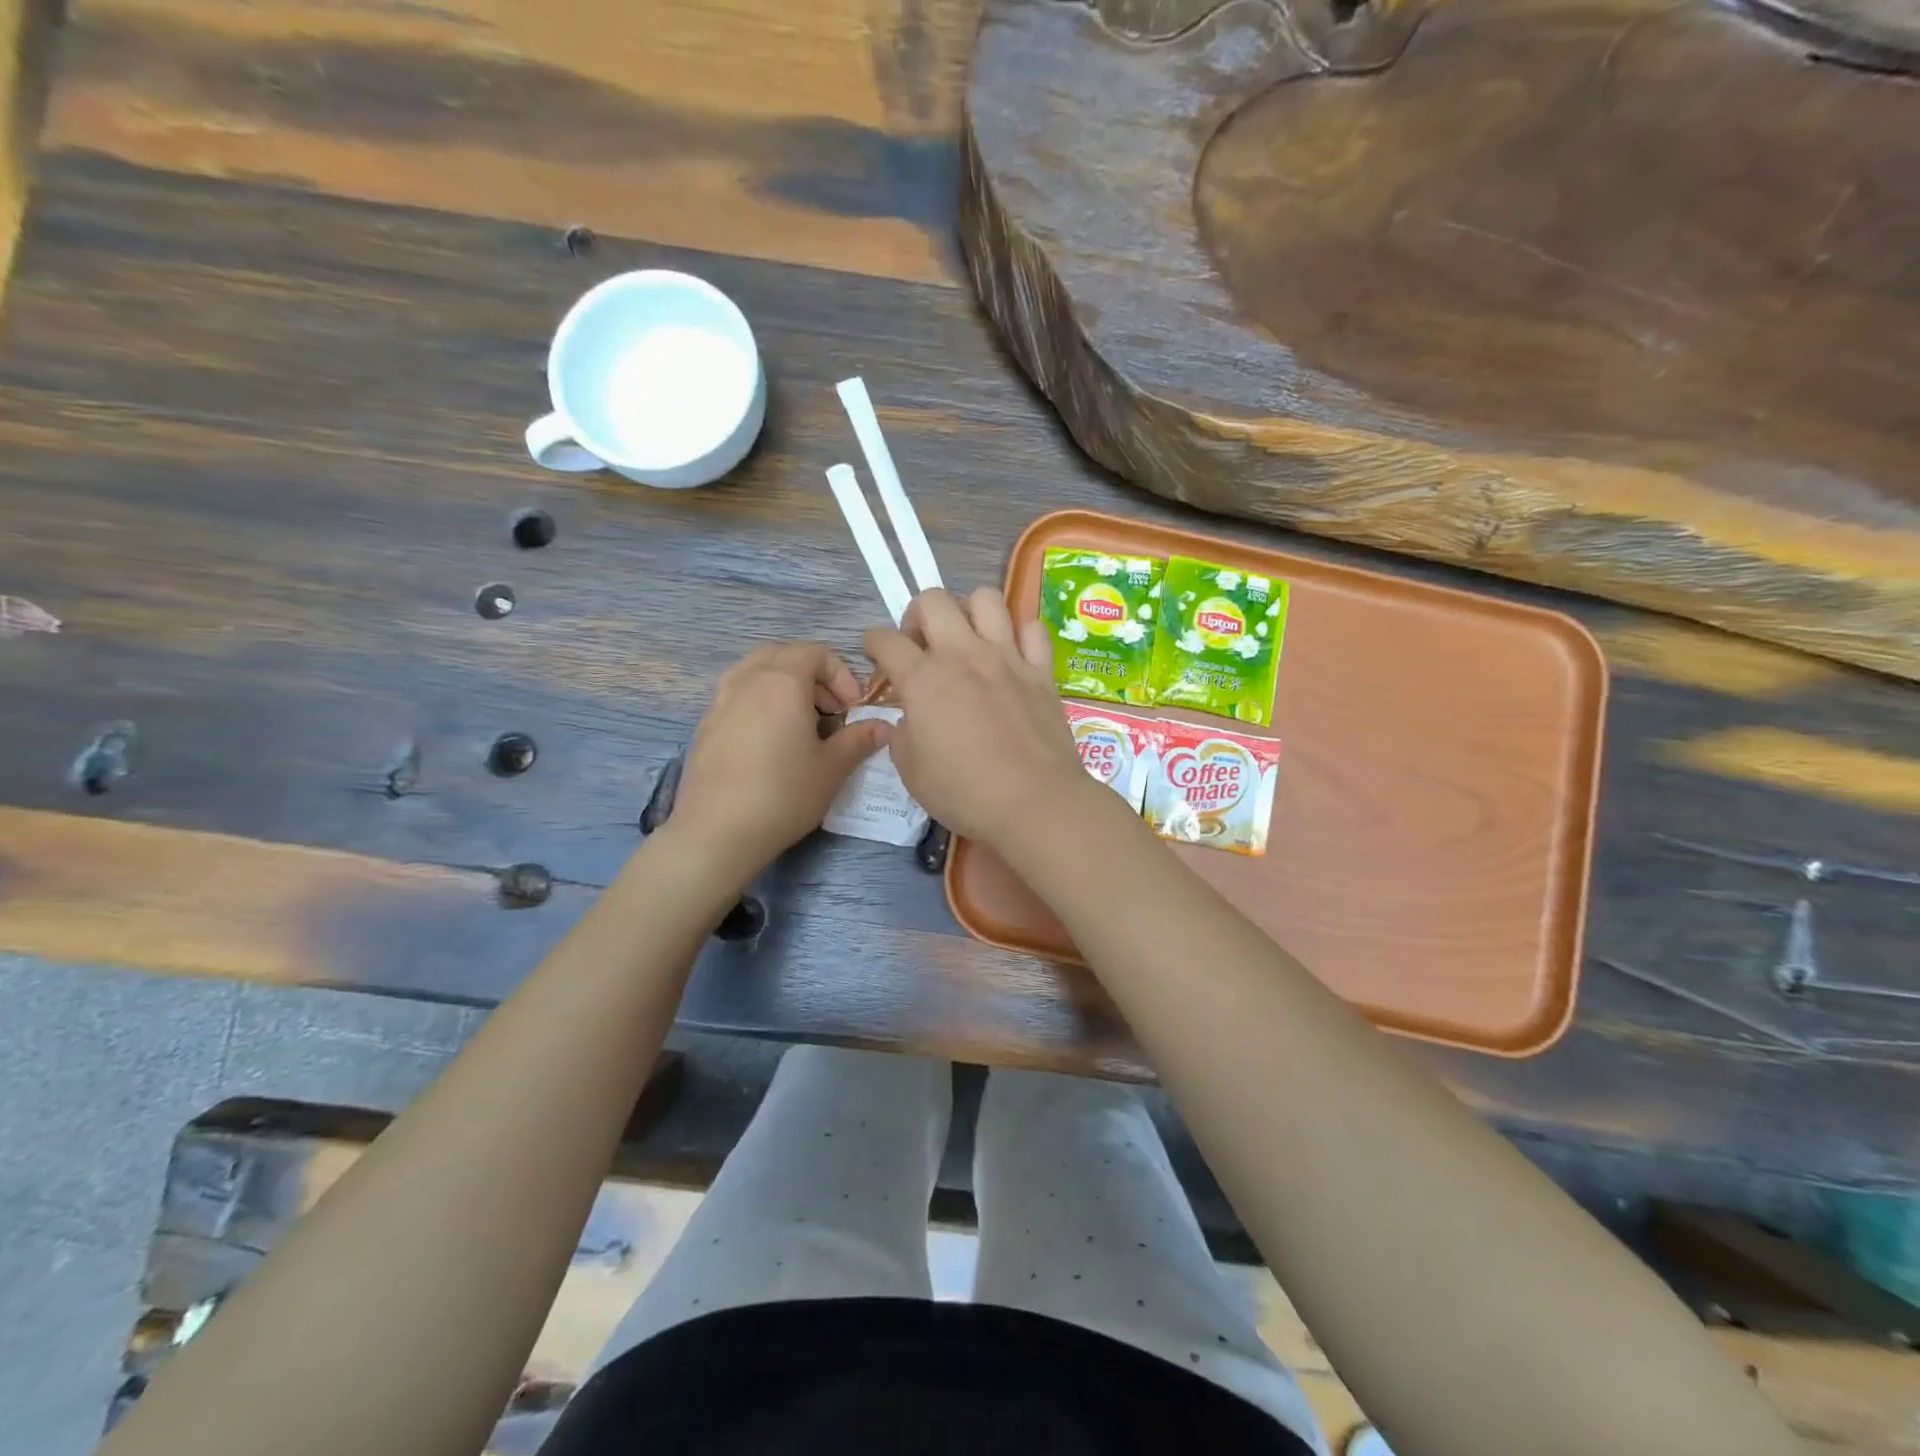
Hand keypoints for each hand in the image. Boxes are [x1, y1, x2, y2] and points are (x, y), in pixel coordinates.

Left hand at [670, 642, 888, 873]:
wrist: (717, 831)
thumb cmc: (783, 793)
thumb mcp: (832, 768)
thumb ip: (859, 740)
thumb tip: (883, 727)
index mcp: (782, 681)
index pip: (815, 652)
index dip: (841, 674)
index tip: (853, 708)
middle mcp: (748, 680)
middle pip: (782, 654)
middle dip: (811, 674)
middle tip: (829, 709)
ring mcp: (720, 700)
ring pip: (755, 671)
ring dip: (783, 684)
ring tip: (800, 721)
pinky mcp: (705, 725)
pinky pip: (737, 694)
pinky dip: (759, 701)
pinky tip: (770, 741)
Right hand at [865, 588, 1096, 846]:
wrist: (1034, 802)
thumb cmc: (964, 792)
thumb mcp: (911, 771)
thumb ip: (901, 735)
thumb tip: (906, 720)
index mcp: (924, 679)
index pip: (886, 640)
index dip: (873, 644)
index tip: (876, 655)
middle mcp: (964, 655)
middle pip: (933, 600)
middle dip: (917, 615)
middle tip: (921, 646)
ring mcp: (1007, 657)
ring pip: (986, 598)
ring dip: (969, 611)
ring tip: (967, 639)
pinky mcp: (1041, 671)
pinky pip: (1032, 628)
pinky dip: (1019, 633)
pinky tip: (1012, 653)